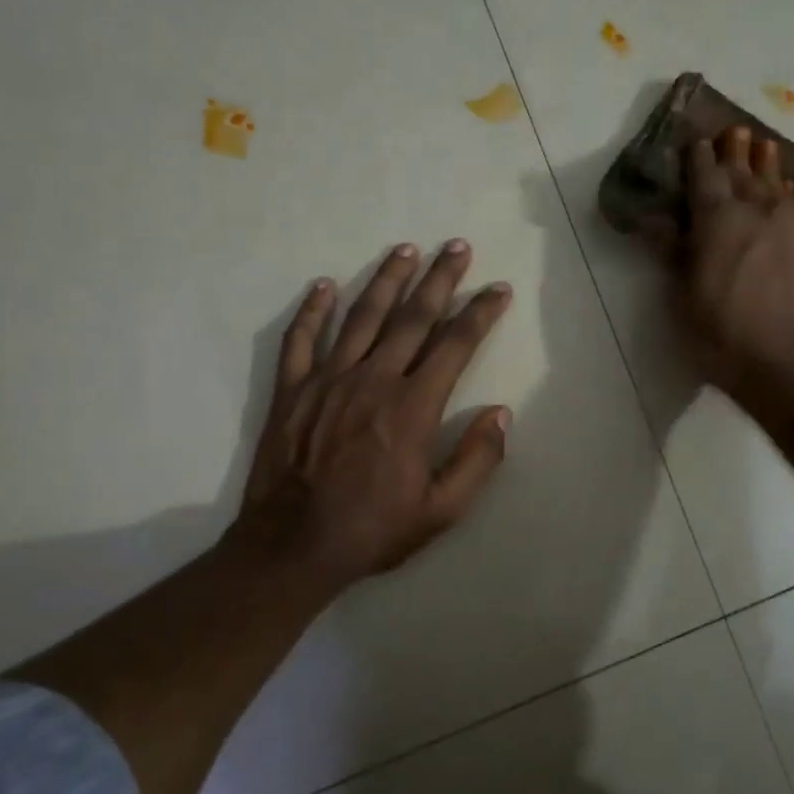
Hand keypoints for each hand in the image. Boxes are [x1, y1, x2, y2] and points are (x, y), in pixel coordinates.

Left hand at [230, 240, 513, 596]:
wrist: (292, 546)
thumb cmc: (373, 529)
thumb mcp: (441, 510)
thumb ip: (477, 460)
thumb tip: (501, 413)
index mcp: (413, 406)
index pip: (455, 345)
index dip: (480, 313)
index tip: (498, 288)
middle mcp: (373, 379)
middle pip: (412, 317)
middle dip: (439, 279)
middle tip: (457, 247)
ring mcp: (328, 380)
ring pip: (362, 316)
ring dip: (386, 279)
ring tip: (405, 248)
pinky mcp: (292, 390)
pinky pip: (301, 339)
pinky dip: (313, 310)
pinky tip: (325, 285)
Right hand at [677, 127, 793, 404]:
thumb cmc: (725, 340)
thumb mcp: (684, 302)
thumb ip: (673, 255)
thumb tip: (655, 221)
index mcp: (718, 223)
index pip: (705, 180)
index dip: (699, 159)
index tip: (697, 140)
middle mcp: (758, 214)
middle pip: (745, 174)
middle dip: (735, 152)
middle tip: (734, 131)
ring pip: (777, 187)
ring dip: (768, 165)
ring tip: (765, 146)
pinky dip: (790, 195)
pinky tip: (789, 193)